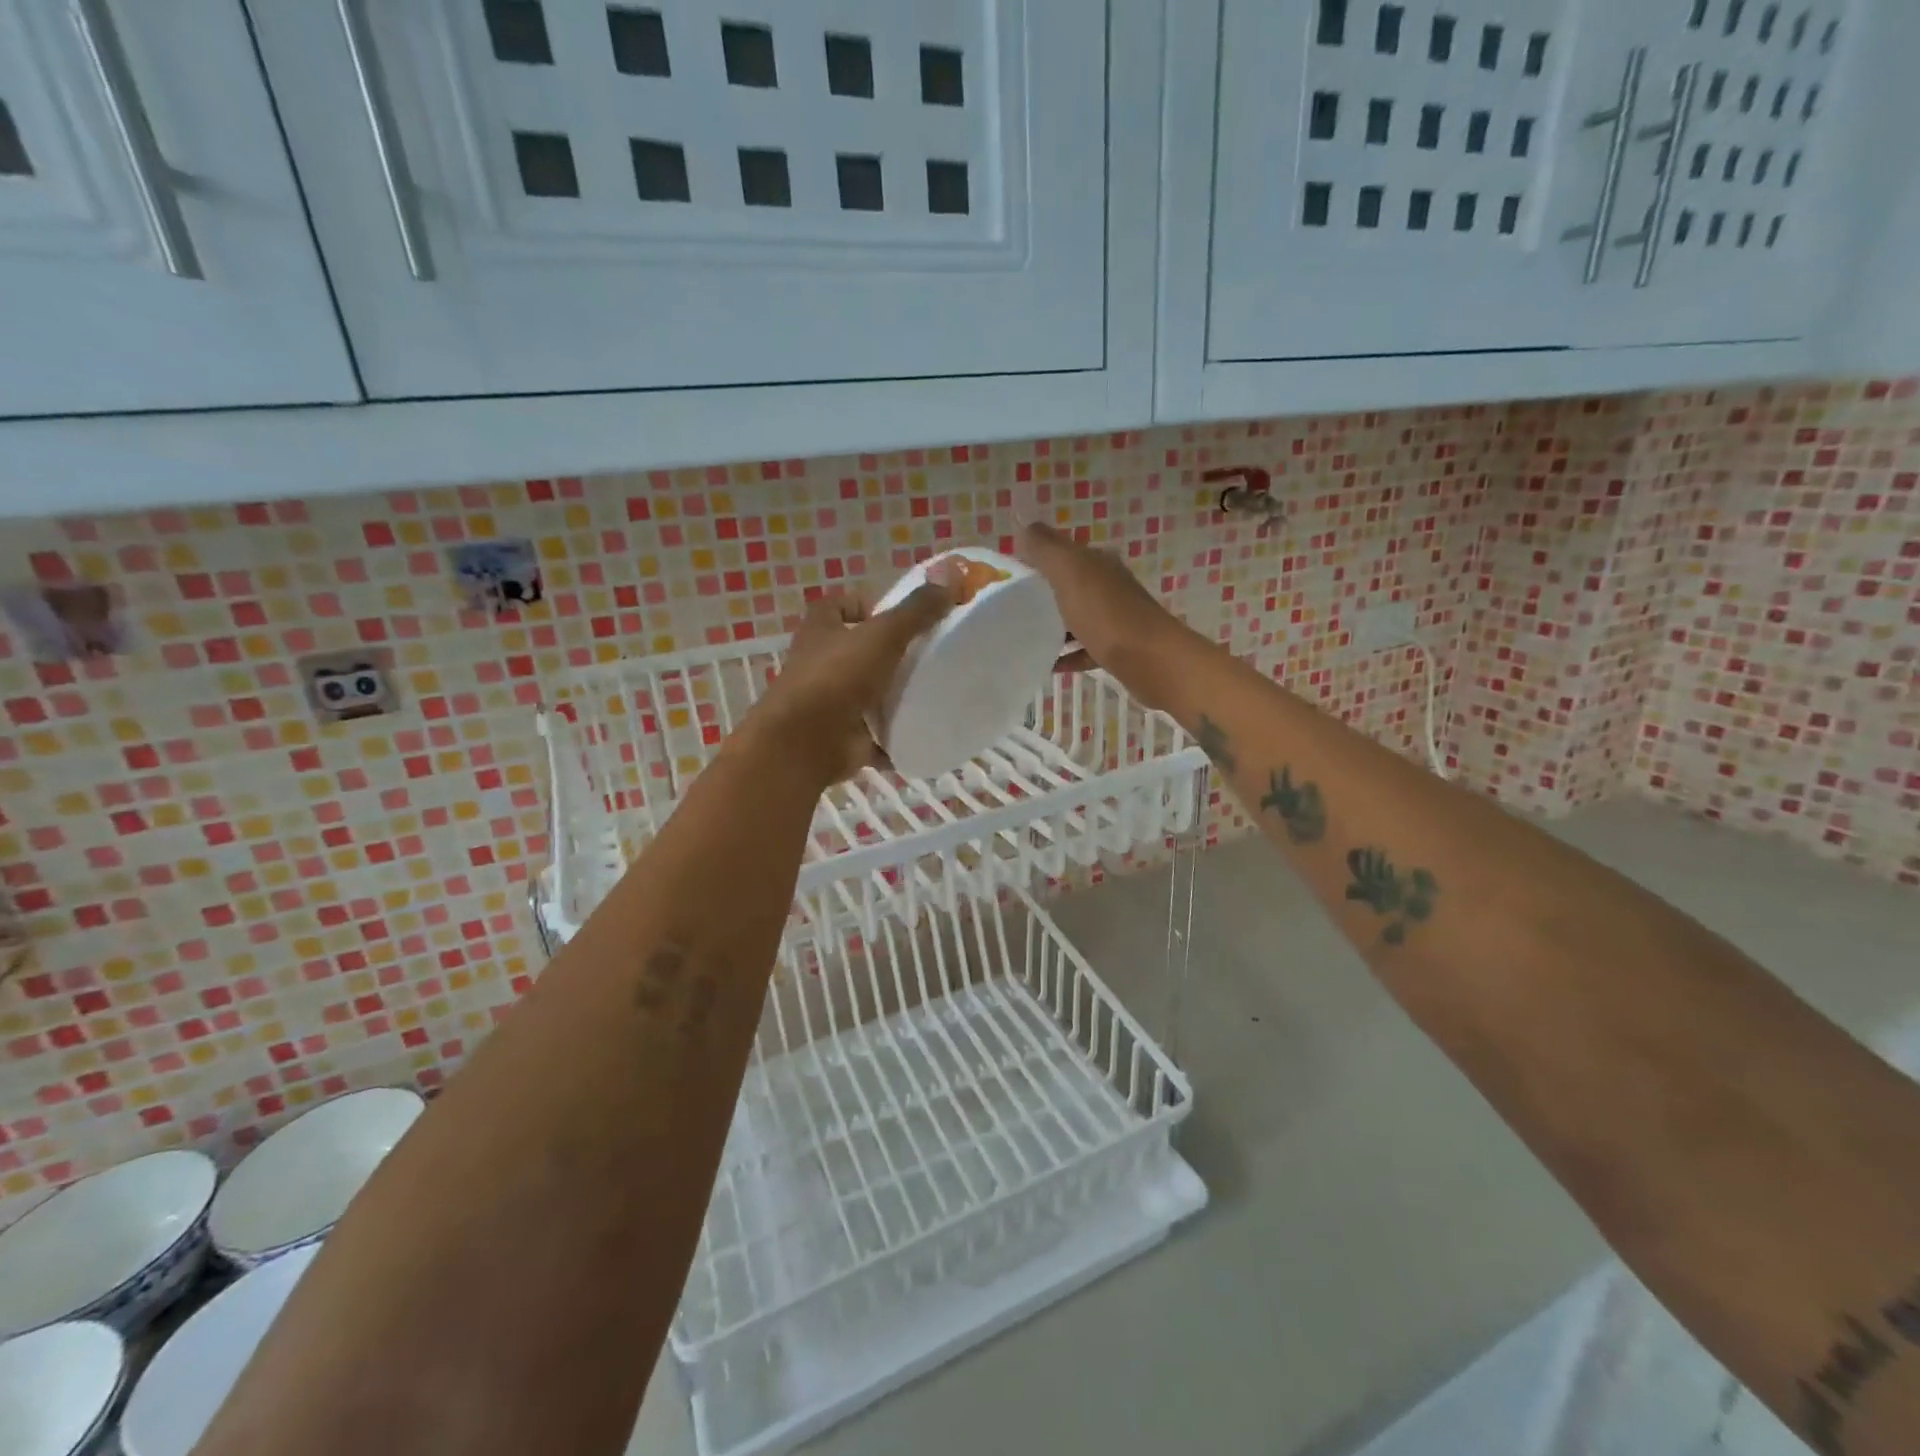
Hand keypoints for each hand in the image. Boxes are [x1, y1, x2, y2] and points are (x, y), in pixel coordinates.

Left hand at [743, 577, 952, 785]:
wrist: (805, 743)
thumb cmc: (837, 677)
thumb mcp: (882, 635)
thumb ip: (916, 609)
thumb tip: (952, 576)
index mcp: (821, 630)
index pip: (840, 606)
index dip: (867, 606)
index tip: (901, 617)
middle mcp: (820, 664)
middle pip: (856, 650)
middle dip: (888, 653)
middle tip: (929, 655)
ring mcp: (829, 703)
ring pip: (865, 692)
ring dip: (892, 695)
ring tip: (933, 692)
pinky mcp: (841, 737)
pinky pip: (874, 734)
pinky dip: (893, 737)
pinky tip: (923, 733)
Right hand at [1017, 523, 1187, 705]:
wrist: (1151, 659)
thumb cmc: (1106, 613)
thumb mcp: (1070, 572)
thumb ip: (1045, 548)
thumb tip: (1023, 522)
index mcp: (1098, 562)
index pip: (1062, 550)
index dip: (1035, 557)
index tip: (1007, 575)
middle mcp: (1109, 585)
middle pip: (1070, 584)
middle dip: (1043, 592)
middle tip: (1010, 607)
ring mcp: (1115, 618)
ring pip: (1078, 616)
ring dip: (1055, 625)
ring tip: (1025, 636)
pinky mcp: (1118, 648)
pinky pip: (1086, 649)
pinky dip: (1068, 654)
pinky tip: (1049, 664)